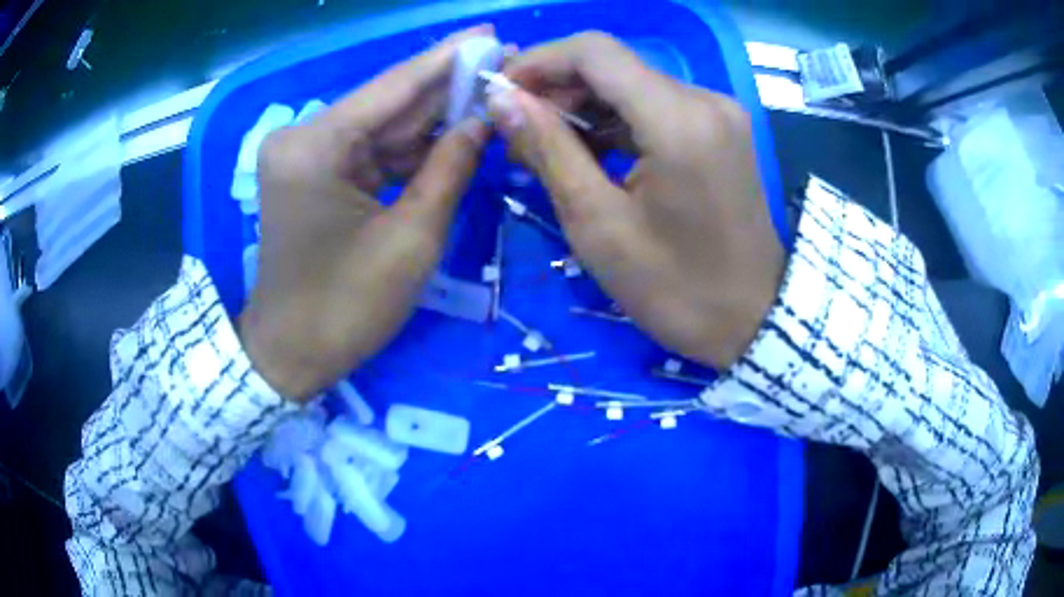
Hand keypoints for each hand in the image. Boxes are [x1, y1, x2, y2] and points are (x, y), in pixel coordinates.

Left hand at [239, 26, 493, 401]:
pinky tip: (452, 132)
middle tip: (500, 61)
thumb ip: (449, 168)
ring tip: (488, 94)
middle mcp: (303, 138)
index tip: (491, 32)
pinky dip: (410, 147)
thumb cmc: (346, 308)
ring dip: (432, 117)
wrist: (290, 354)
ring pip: (382, 126)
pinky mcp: (314, 175)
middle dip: (444, 86)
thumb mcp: (411, 239)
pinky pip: (371, 151)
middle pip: (386, 103)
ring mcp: (305, 156)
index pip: (393, 87)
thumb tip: (482, 120)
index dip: (447, 59)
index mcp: (315, 147)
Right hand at [488, 32, 784, 368]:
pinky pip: (654, 106)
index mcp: (678, 120)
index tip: (501, 93)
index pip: (594, 52)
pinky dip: (614, 120)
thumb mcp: (599, 224)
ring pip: (631, 83)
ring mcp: (717, 112)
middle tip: (517, 133)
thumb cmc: (675, 289)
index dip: (538, 62)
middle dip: (556, 88)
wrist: (751, 319)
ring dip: (582, 106)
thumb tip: (502, 100)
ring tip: (545, 148)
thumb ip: (548, 149)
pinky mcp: (719, 129)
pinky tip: (588, 152)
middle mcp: (704, 99)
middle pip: (612, 64)